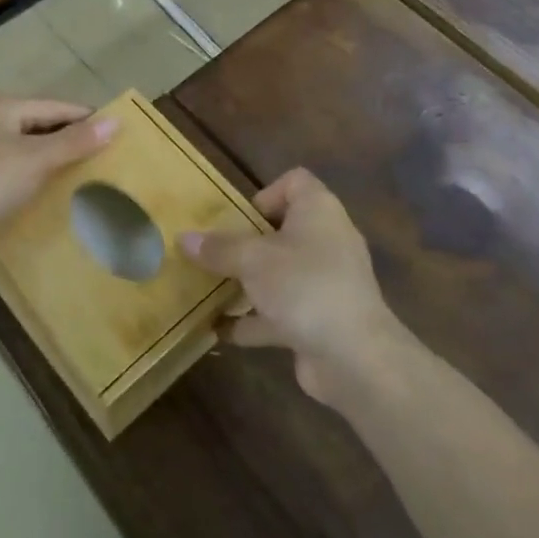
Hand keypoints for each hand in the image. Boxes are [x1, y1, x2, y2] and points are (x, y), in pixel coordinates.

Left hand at [0, 97, 117, 267]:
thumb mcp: (36, 159)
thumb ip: (75, 141)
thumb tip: (116, 121)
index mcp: (4, 107)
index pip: (57, 107)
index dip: (87, 120)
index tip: (118, 136)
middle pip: (40, 126)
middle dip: (70, 141)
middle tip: (104, 160)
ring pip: (25, 150)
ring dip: (50, 162)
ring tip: (82, 178)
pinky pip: (11, 172)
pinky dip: (31, 179)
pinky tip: (45, 195)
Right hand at [182, 168, 405, 404]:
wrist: (355, 356)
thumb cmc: (304, 286)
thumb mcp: (253, 260)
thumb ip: (219, 248)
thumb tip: (183, 238)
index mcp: (318, 211)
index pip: (295, 181)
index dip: (265, 193)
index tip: (239, 217)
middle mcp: (327, 240)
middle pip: (283, 229)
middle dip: (247, 242)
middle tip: (215, 252)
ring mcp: (327, 282)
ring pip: (281, 273)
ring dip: (248, 282)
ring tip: (210, 289)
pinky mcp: (322, 319)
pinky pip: (282, 311)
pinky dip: (255, 319)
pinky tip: (221, 330)